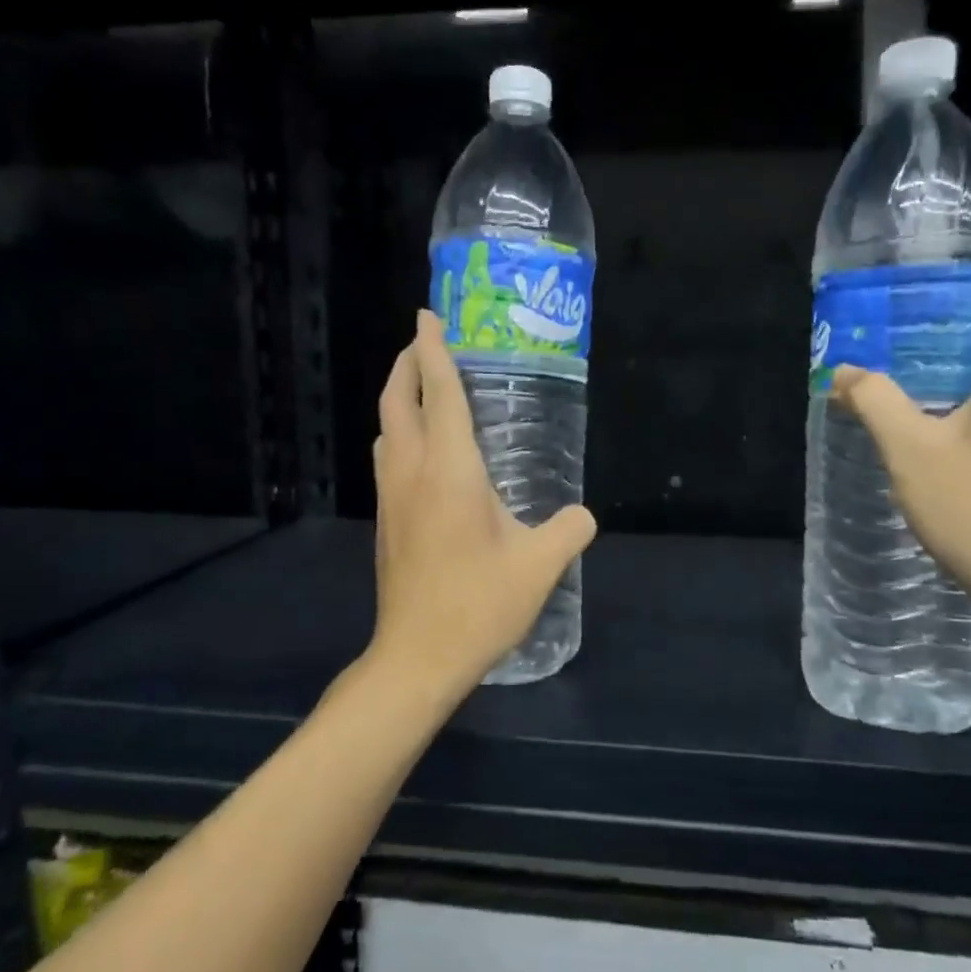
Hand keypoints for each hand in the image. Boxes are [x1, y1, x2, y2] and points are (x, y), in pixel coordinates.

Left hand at [368, 311, 596, 697]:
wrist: (417, 656)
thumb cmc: (478, 604)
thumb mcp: (539, 566)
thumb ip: (569, 530)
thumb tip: (584, 516)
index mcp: (450, 469)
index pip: (437, 392)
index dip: (433, 349)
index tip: (428, 315)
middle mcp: (413, 472)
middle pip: (397, 400)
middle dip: (408, 363)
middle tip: (427, 343)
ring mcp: (392, 497)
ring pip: (386, 429)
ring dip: (399, 398)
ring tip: (425, 389)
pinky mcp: (386, 521)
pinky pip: (389, 457)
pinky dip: (401, 432)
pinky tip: (425, 450)